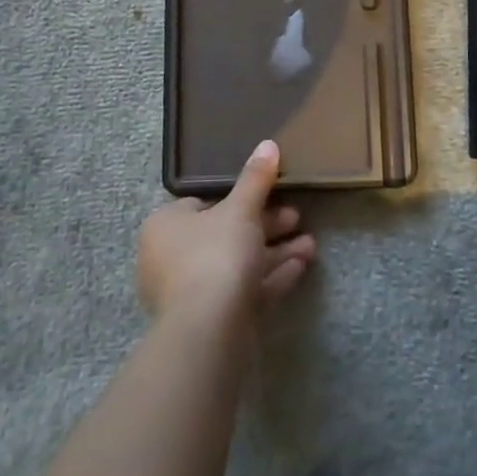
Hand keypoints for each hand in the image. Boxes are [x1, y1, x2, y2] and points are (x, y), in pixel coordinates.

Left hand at [138, 140, 316, 322]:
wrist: (209, 331)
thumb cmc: (216, 255)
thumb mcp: (241, 209)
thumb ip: (255, 178)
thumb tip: (268, 144)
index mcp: (166, 225)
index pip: (203, 203)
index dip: (240, 198)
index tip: (272, 194)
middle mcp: (170, 258)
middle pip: (225, 234)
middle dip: (266, 226)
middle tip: (297, 217)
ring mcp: (189, 294)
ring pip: (238, 265)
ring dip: (274, 253)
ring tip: (310, 246)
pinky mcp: (210, 322)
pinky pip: (242, 291)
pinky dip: (270, 278)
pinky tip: (300, 267)